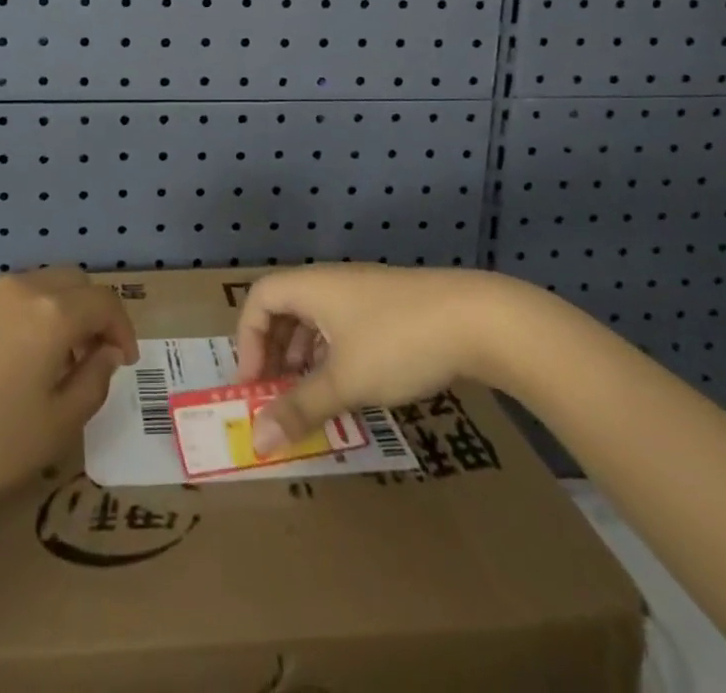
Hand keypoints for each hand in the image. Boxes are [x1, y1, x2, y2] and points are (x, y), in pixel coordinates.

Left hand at [0, 267, 137, 524]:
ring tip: (42, 363)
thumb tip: (105, 355)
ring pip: (30, 289)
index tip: (123, 361)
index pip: (105, 301)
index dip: (123, 328)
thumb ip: (91, 384)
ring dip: (50, 314)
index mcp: (52, 313)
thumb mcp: (54, 429)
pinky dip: (12, 322)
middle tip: (88, 356)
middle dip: (89, 312)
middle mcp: (17, 290)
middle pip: (69, 281)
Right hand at [235, 264, 516, 454]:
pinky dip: (333, 355)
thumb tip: (256, 441)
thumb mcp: (345, 381)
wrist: (478, 319)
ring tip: (309, 397)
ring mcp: (363, 293)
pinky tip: (350, 387)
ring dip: (303, 356)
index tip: (254, 384)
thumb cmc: (397, 343)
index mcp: (311, 287)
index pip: (259, 299)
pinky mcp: (391, 308)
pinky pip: (344, 327)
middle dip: (273, 351)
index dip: (247, 339)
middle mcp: (331, 283)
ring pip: (316, 319)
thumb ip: (299, 409)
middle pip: (285, 307)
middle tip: (275, 394)